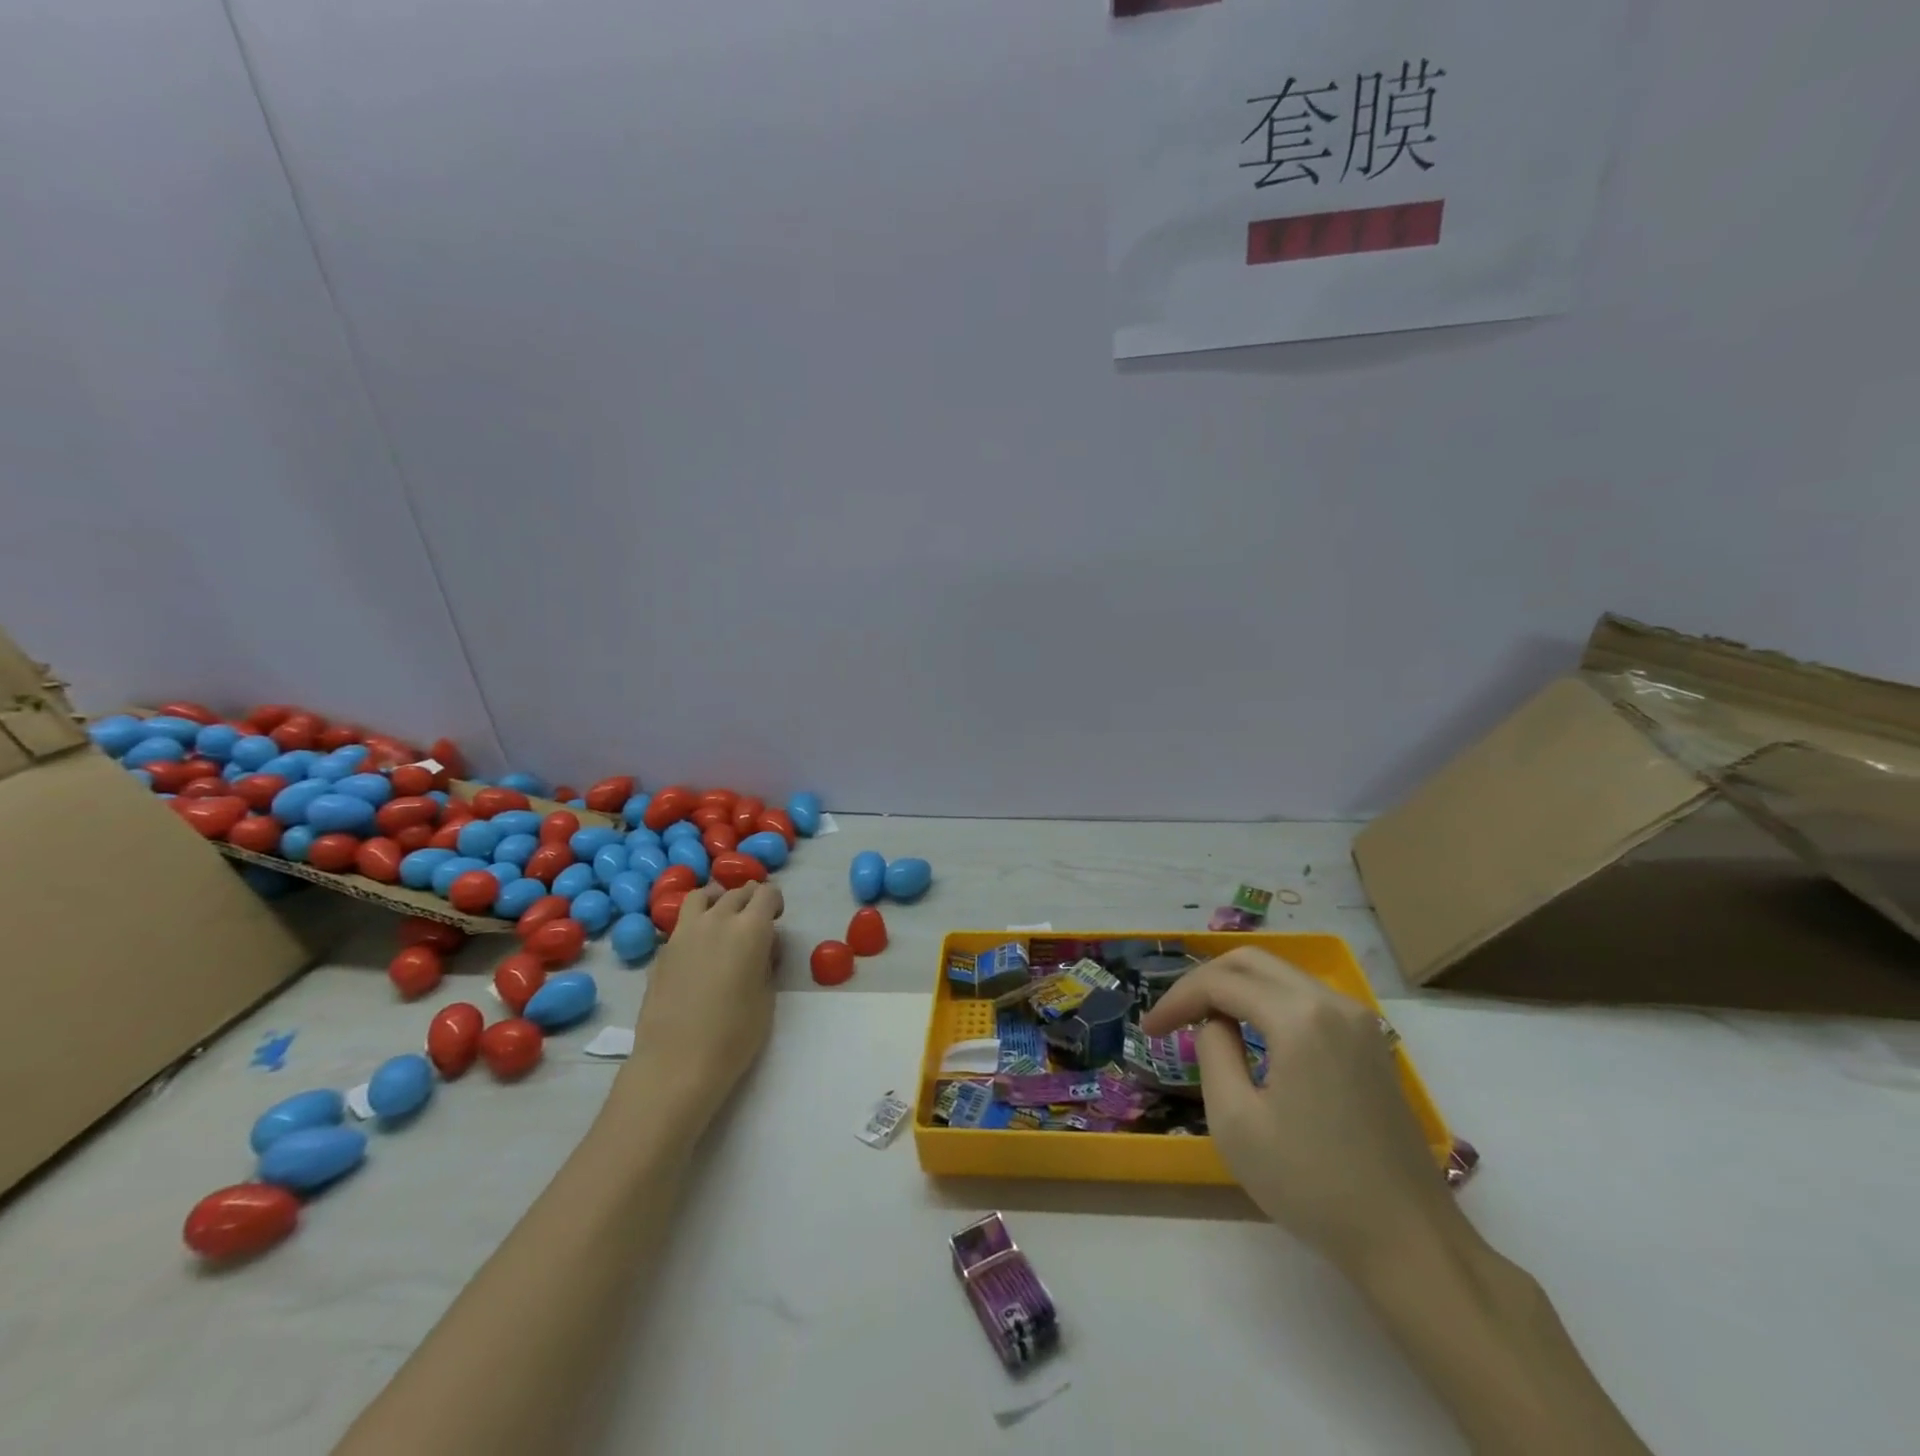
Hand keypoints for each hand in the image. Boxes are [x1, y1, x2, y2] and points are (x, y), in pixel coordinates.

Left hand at [617, 881, 783, 1127]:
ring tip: (722, 919)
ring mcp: (684, 933)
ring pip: (702, 896)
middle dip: (749, 900)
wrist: (676, 1063)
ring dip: (717, 900)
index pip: (766, 893)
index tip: (776, 919)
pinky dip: (695, 925)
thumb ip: (766, 962)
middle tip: (755, 923)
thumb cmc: (734, 1035)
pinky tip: (699, 951)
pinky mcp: (662, 951)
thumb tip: (762, 948)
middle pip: (736, 892)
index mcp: (750, 929)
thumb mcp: (767, 996)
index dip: (774, 902)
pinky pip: (683, 924)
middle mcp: (716, 920)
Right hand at [1140, 949, 1464, 1274]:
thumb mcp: (1236, 1122)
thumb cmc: (1313, 1185)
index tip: (1148, 1031)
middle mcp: (1332, 1002)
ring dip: (1236, 988)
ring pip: (1281, 975)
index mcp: (1299, 1018)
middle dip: (1204, 981)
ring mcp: (1359, 1020)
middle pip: (1252, 962)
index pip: (1220, 983)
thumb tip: (1214, 1025)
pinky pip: (1306, 998)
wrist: (1410, 1243)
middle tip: (1173, 1016)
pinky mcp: (1371, 1043)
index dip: (1176, 999)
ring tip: (1203, 1021)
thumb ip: (1213, 1053)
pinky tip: (1250, 1032)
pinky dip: (1268, 1003)